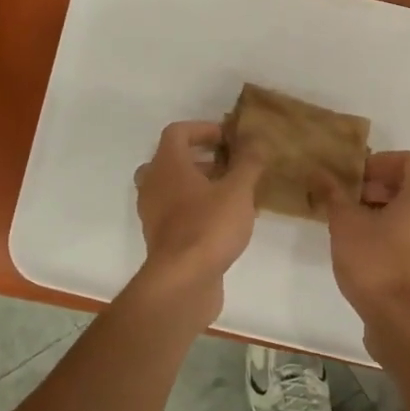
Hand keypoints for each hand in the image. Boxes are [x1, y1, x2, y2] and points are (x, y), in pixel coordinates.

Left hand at [133, 120, 264, 315]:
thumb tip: (255, 141)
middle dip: (201, 159)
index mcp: (167, 166)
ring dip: (200, 185)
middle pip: (171, 160)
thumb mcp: (238, 190)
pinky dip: (197, 209)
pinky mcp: (161, 239)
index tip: (228, 139)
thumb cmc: (209, 226)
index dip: (203, 129)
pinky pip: (177, 213)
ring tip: (233, 194)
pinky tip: (226, 221)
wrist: (183, 281)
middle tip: (229, 165)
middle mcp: (154, 185)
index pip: (177, 132)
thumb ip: (248, 163)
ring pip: (173, 188)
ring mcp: (154, 214)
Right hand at [316, 151, 409, 325]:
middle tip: (352, 199)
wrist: (402, 322)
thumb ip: (334, 194)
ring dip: (389, 210)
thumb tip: (319, 173)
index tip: (357, 177)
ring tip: (357, 225)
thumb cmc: (375, 263)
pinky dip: (398, 232)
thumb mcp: (345, 225)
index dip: (382, 162)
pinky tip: (370, 249)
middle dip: (382, 187)